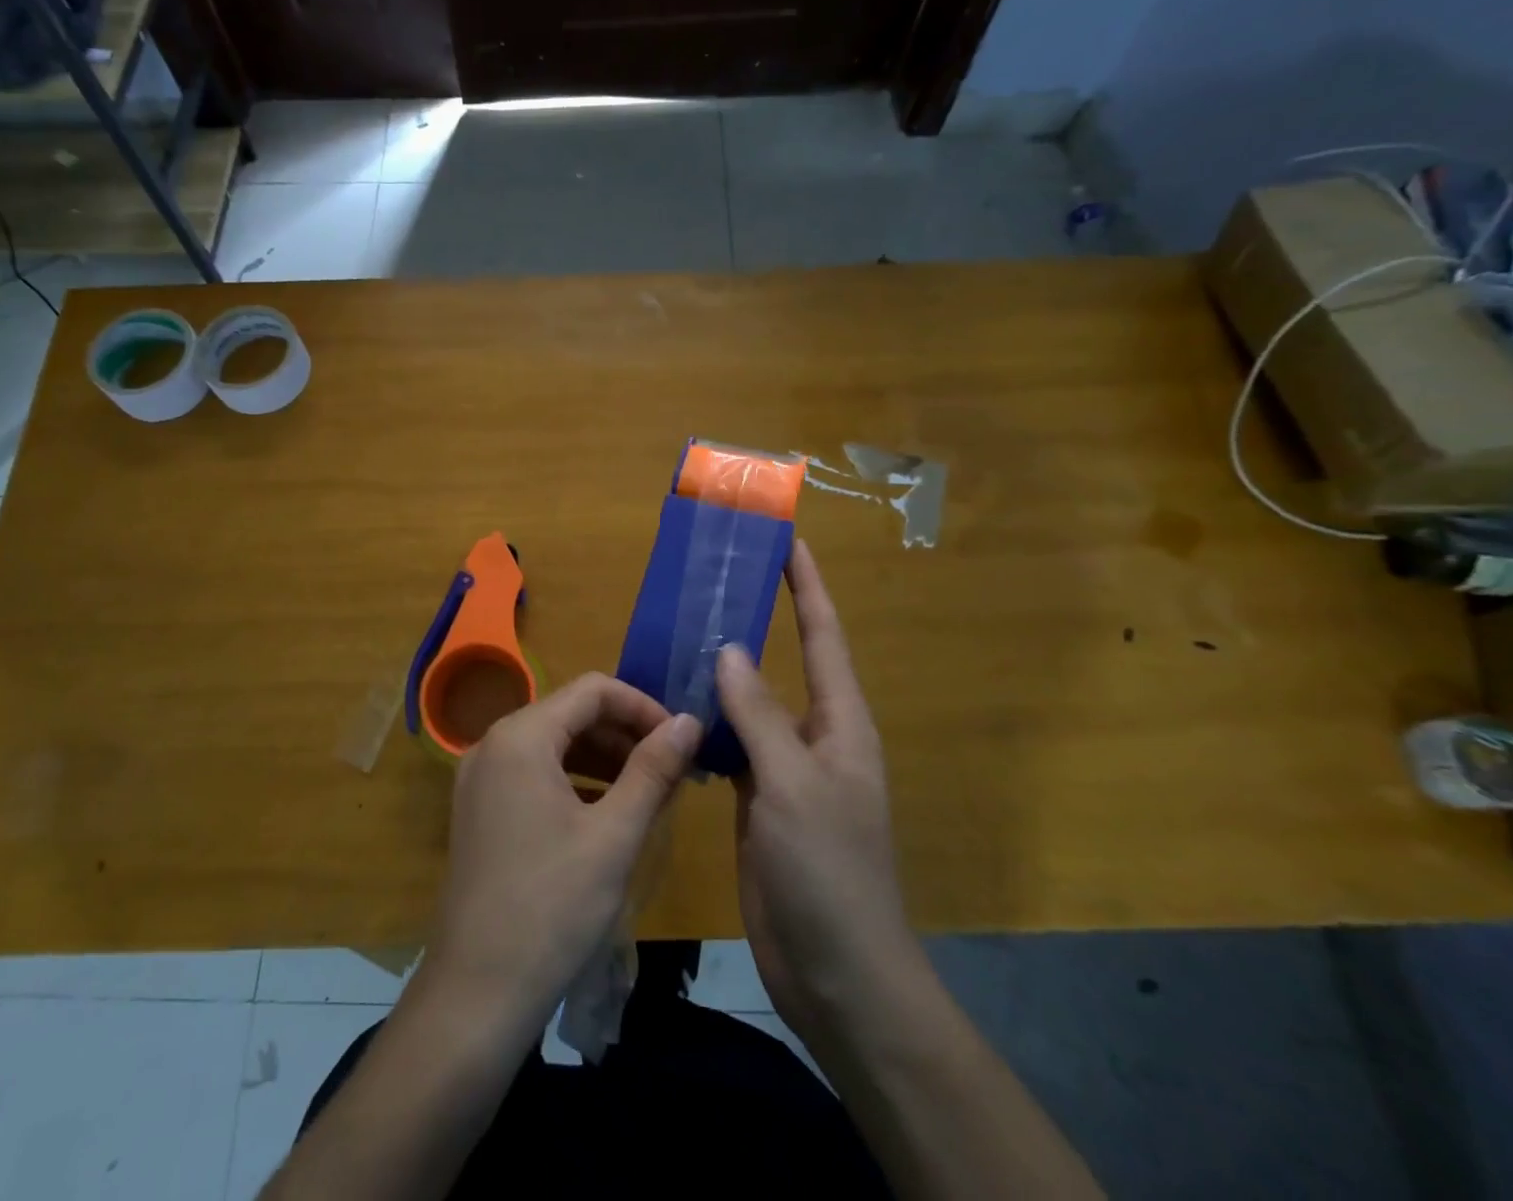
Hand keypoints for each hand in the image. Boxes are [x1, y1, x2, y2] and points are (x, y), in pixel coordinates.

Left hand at [421, 674, 701, 1034]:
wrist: (477, 994)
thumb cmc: (552, 907)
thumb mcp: (615, 835)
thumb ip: (653, 769)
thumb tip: (689, 721)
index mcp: (520, 736)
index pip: (593, 691)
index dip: (643, 706)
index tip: (681, 740)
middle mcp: (493, 744)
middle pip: (571, 714)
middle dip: (625, 733)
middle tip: (672, 770)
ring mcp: (480, 778)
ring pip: (554, 744)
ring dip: (604, 758)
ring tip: (650, 791)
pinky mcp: (480, 809)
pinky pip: (535, 773)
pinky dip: (576, 780)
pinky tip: (608, 812)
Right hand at [717, 539, 917, 1046]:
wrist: (837, 971)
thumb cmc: (829, 870)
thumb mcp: (794, 785)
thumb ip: (760, 715)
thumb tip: (730, 650)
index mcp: (841, 723)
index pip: (824, 636)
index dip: (807, 586)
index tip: (787, 542)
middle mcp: (816, 736)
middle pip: (786, 663)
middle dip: (758, 620)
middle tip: (712, 582)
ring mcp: (786, 770)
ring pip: (752, 705)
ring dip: (723, 672)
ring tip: (679, 634)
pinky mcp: (760, 800)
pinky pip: (732, 745)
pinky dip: (707, 722)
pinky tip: (671, 706)